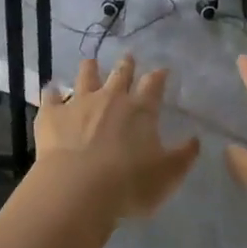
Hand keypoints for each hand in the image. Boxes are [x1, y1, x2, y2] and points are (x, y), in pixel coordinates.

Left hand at [30, 57, 199, 223]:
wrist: (79, 189)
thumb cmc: (130, 184)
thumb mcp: (168, 175)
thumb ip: (184, 156)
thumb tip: (196, 139)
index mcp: (141, 110)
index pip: (154, 85)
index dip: (159, 76)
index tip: (162, 70)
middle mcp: (111, 98)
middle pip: (120, 73)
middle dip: (126, 64)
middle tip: (128, 58)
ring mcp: (79, 103)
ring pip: (86, 76)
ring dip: (90, 68)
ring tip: (91, 63)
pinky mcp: (51, 115)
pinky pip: (50, 96)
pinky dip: (51, 92)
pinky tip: (50, 90)